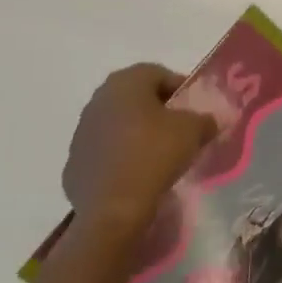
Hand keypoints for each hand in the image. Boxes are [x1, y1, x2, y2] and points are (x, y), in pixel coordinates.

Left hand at [62, 64, 217, 231]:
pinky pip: (103, 153)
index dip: (180, 89)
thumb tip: (209, 121)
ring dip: (135, 133)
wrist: (112, 209)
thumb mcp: (194, 131)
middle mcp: (98, 100)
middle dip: (156, 110)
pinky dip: (119, 158)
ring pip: (116, 124)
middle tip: (177, 129)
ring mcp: (81, 133)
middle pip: (135, 97)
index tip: (194, 109)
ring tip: (157, 155)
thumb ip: (205, 119)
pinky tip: (135, 175)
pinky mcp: (73, 164)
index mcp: (126, 82)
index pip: (159, 73)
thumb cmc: (155, 154)